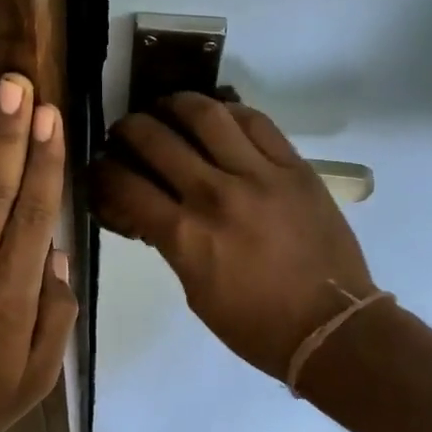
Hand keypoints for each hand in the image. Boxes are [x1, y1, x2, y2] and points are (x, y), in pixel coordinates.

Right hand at [92, 93, 374, 379]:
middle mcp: (215, 195)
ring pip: (206, 116)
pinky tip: (217, 114)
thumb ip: (171, 244)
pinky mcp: (294, 167)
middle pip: (156, 140)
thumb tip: (151, 211)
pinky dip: (229, 111)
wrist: (331, 327)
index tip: (100, 167)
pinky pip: (256, 122)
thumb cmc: (255, 324)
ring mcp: (258, 175)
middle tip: (125, 131)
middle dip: (129, 129)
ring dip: (175, 104)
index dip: (103, 171)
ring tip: (166, 107)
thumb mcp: (194, 291)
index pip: (126, 186)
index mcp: (185, 235)